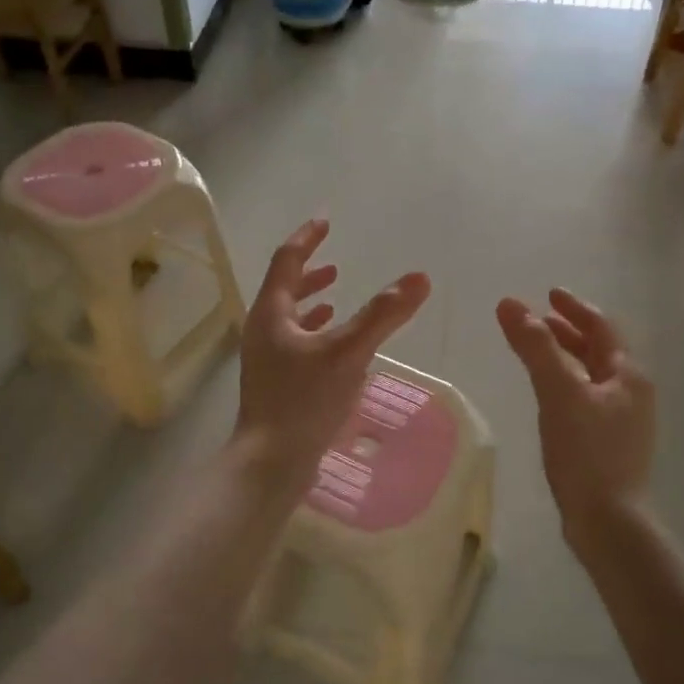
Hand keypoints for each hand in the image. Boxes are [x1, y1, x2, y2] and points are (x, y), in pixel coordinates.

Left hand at [234, 219, 430, 492]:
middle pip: (284, 288)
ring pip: (289, 317)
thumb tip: (419, 278)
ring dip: (311, 301)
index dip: (307, 238)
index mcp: (272, 313)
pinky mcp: (276, 383)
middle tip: (334, 260)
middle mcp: (264, 330)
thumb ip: (383, 314)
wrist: (271, 462)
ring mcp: (267, 359)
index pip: (287, 260)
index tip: (325, 221)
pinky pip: (295, 343)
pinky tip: (334, 344)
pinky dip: (315, 332)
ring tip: (335, 294)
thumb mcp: (349, 352)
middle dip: (309, 271)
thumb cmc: (304, 401)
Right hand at [496, 289, 655, 551]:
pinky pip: (587, 398)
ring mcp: (623, 420)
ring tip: (538, 351)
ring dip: (566, 356)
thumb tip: (510, 304)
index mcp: (627, 375)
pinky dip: (566, 383)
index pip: (602, 327)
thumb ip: (535, 347)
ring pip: (593, 375)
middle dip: (568, 331)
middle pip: (600, 350)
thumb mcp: (558, 392)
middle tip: (538, 320)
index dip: (574, 308)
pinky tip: (547, 395)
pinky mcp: (610, 444)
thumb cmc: (586, 452)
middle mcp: (631, 392)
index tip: (550, 293)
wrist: (608, 521)